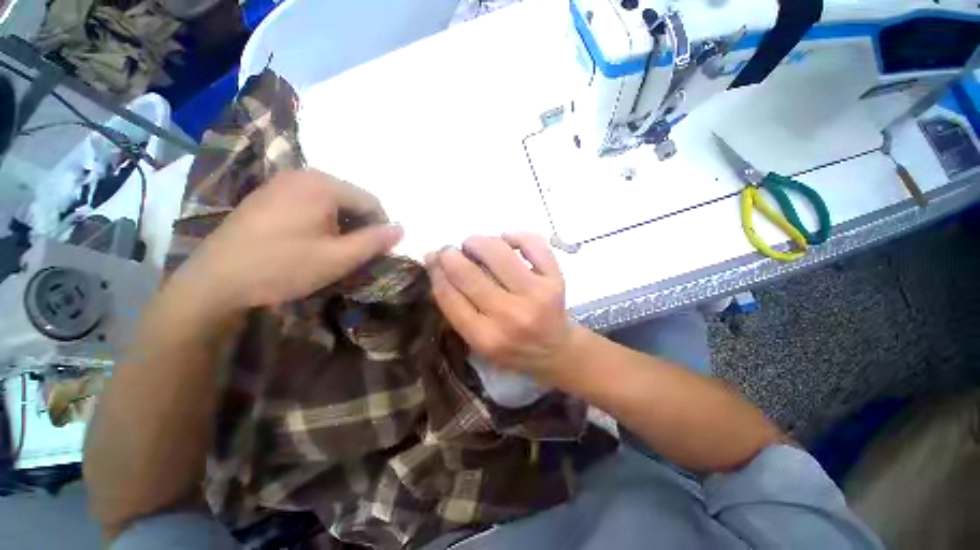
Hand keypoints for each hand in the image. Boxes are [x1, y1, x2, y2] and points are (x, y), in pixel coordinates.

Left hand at [173, 170, 402, 316]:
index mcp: (322, 185)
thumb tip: (402, 229)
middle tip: (354, 253)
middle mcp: (302, 175)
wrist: (215, 281)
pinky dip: (321, 221)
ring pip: (331, 202)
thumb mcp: (338, 258)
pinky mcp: (267, 196)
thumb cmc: (282, 267)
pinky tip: (309, 242)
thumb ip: (374, 242)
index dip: (381, 227)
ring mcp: (281, 183)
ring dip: (341, 225)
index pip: (371, 201)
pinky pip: (309, 204)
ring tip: (333, 250)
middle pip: (351, 199)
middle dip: (360, 226)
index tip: (377, 252)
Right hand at [425, 233, 576, 374]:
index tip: (432, 257)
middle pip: (468, 274)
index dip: (435, 271)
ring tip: (474, 245)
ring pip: (498, 252)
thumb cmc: (512, 348)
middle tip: (449, 249)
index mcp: (485, 337)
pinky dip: (515, 236)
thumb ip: (456, 308)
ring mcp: (536, 295)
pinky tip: (506, 240)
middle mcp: (510, 316)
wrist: (555, 350)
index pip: (449, 296)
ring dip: (478, 241)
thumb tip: (436, 267)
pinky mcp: (555, 279)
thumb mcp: (478, 340)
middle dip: (450, 254)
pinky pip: (532, 243)